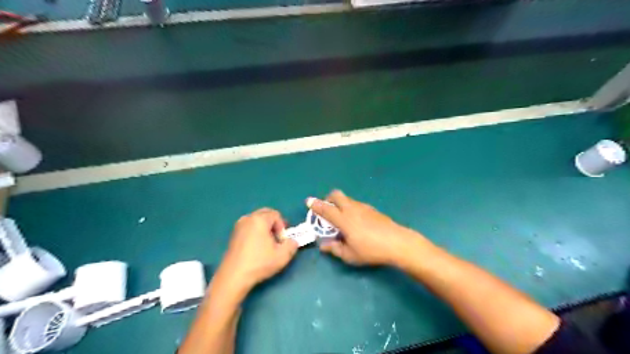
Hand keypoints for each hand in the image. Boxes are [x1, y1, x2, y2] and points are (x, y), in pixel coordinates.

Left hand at [215, 209, 297, 294]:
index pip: (276, 215)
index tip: (281, 241)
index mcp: (259, 219)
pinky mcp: (233, 235)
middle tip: (277, 240)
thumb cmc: (259, 263)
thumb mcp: (283, 255)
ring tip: (267, 244)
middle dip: (274, 225)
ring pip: (257, 220)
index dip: (282, 227)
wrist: (234, 276)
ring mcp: (238, 226)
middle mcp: (248, 218)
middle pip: (265, 214)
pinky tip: (256, 247)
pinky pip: (249, 227)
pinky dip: (255, 232)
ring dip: (265, 228)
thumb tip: (292, 241)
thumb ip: (292, 244)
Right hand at [310, 190, 427, 264]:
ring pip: (347, 199)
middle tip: (326, 210)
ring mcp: (363, 207)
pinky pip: (356, 204)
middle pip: (336, 195)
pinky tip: (355, 222)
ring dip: (340, 204)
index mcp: (343, 219)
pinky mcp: (372, 209)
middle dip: (328, 198)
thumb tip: (324, 246)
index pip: (326, 209)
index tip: (308, 201)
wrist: (397, 242)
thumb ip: (335, 249)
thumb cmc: (371, 250)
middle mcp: (352, 209)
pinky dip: (350, 208)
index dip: (315, 205)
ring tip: (342, 219)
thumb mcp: (350, 255)